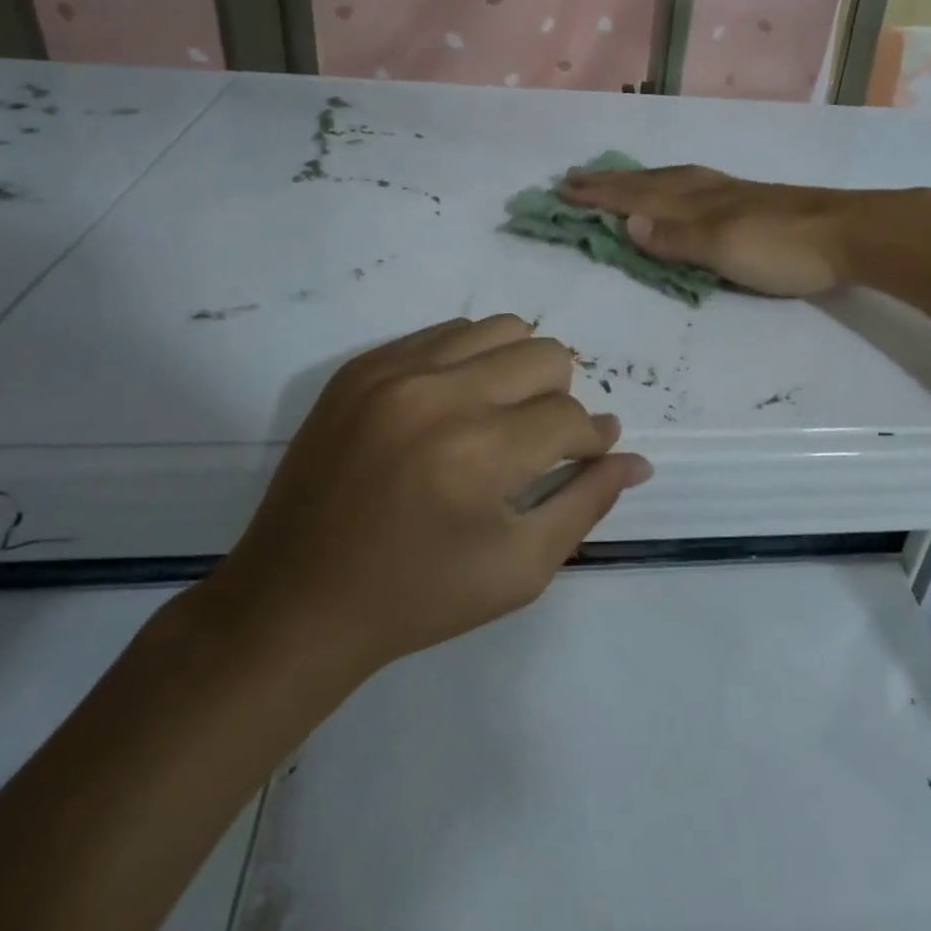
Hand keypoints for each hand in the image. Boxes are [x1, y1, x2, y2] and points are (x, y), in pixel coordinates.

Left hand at [200, 316, 651, 693]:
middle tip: (536, 444)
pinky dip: (469, 362)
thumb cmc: (419, 597)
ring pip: (500, 329)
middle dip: (559, 399)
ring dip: (518, 370)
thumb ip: (587, 504)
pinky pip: (445, 333)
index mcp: (479, 454)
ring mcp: (392, 371)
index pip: (571, 416)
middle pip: (545, 355)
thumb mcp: (520, 568)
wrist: (296, 601)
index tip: (583, 458)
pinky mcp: (360, 366)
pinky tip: (455, 407)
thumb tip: (635, 458)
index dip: (588, 442)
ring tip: (499, 417)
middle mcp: (438, 395)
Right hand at [558, 164, 875, 296]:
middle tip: (576, 178)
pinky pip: (693, 185)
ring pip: (671, 180)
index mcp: (695, 203)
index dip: (600, 196)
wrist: (849, 233)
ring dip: (638, 180)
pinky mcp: (749, 201)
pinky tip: (679, 188)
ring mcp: (729, 193)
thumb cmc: (783, 248)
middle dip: (611, 183)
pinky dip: (669, 184)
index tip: (563, 190)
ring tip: (617, 178)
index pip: (636, 198)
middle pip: (649, 183)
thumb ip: (677, 238)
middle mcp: (706, 191)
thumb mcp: (724, 249)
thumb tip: (626, 224)